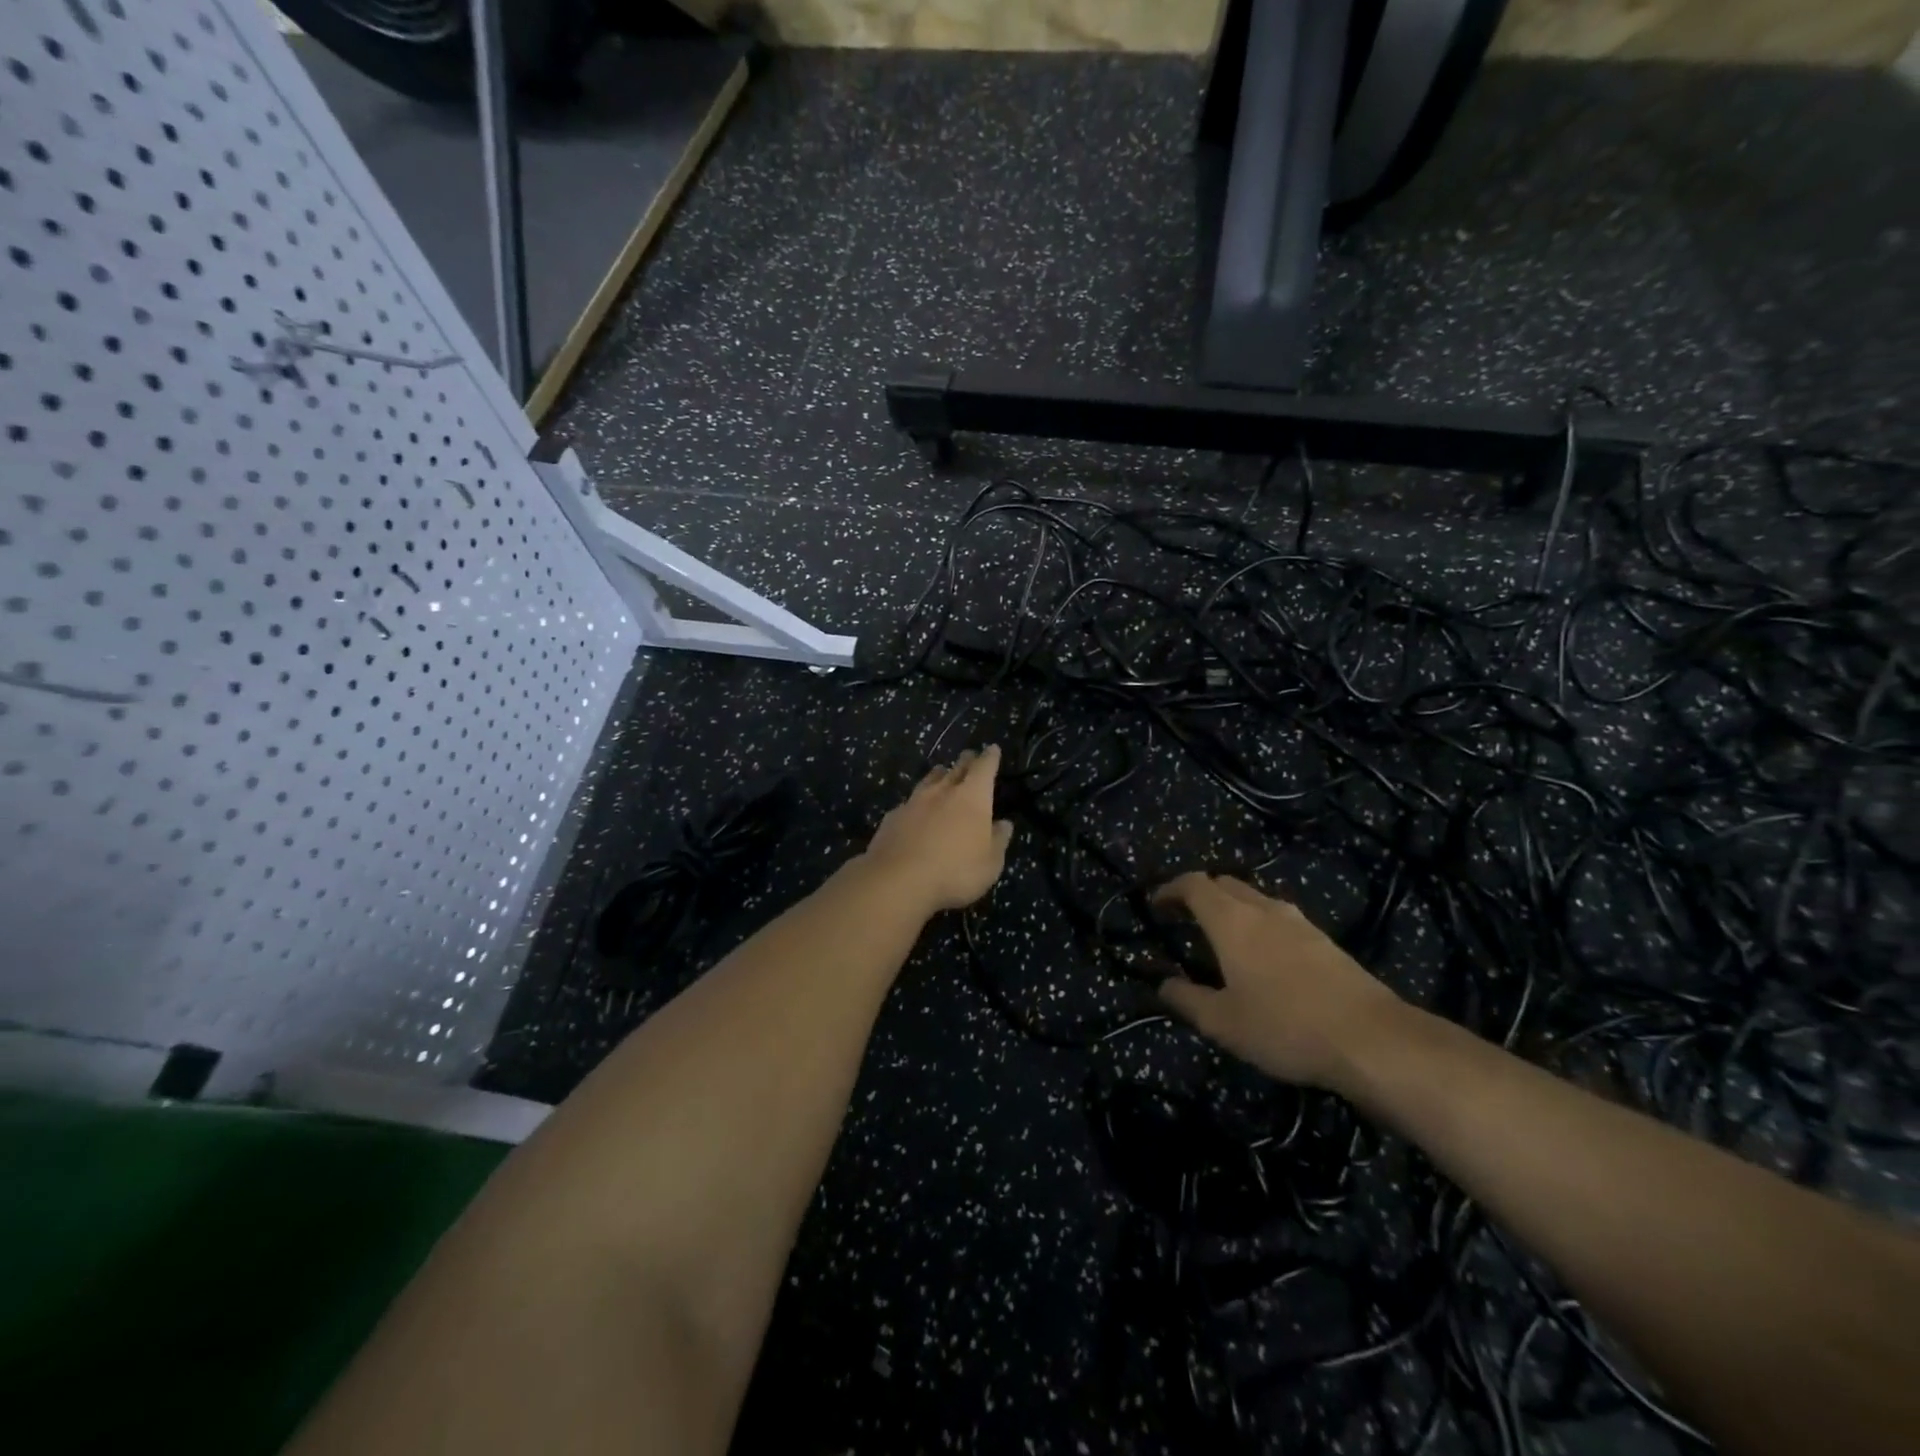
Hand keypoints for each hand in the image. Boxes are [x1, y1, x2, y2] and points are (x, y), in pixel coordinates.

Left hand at [861, 746, 1014, 916]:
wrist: (898, 879)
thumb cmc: (956, 871)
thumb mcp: (990, 863)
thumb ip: (998, 840)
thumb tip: (1004, 824)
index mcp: (972, 797)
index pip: (984, 768)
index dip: (990, 758)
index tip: (992, 749)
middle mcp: (943, 791)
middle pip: (956, 769)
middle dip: (966, 761)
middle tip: (969, 755)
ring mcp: (914, 801)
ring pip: (929, 780)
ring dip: (938, 775)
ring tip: (942, 772)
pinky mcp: (893, 816)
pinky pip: (909, 802)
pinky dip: (916, 801)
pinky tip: (914, 808)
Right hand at [1153, 872, 1406, 1090]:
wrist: (1372, 1039)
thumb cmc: (1285, 1027)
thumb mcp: (1223, 1023)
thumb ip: (1187, 1000)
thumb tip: (1163, 985)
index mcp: (1231, 921)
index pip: (1194, 884)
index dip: (1171, 889)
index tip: (1156, 905)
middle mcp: (1263, 909)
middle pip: (1225, 884)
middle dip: (1201, 895)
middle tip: (1185, 919)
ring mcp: (1299, 923)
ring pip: (1255, 899)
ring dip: (1233, 909)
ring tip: (1222, 938)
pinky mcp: (1325, 941)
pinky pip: (1280, 919)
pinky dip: (1260, 925)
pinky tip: (1265, 958)